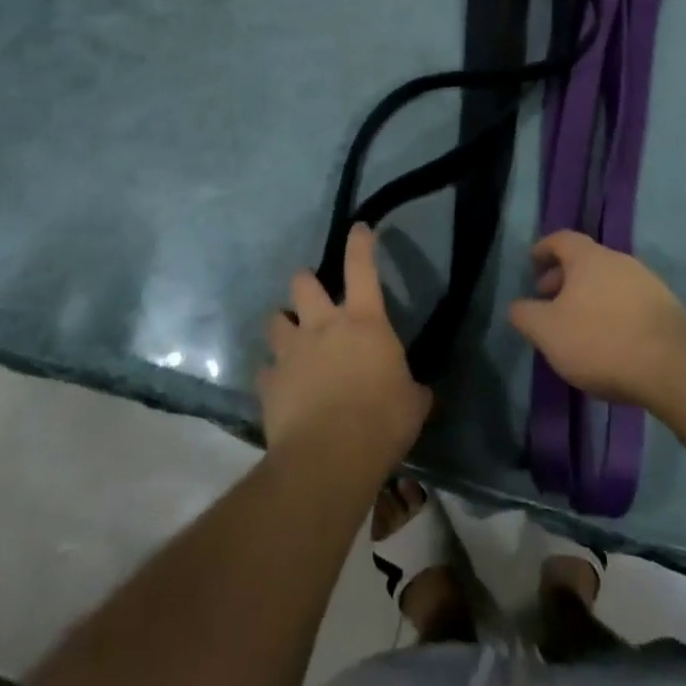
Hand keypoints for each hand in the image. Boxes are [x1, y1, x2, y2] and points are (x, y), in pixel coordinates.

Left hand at [259, 225, 431, 467]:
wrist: (329, 457)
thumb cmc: (381, 421)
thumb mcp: (413, 404)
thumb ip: (413, 390)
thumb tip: (420, 392)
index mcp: (364, 321)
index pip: (362, 268)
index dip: (360, 244)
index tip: (358, 228)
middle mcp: (323, 326)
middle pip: (303, 283)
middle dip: (305, 283)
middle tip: (311, 295)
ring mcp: (292, 351)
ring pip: (276, 320)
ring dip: (283, 324)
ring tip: (289, 337)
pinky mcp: (269, 382)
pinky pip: (266, 369)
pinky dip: (273, 374)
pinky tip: (281, 386)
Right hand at [509, 231, 685, 410]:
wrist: (674, 365)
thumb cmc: (601, 340)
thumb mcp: (548, 332)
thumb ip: (525, 315)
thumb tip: (516, 306)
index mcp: (588, 257)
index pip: (561, 239)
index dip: (544, 249)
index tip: (532, 263)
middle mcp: (619, 261)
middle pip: (586, 261)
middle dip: (564, 278)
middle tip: (549, 302)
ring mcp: (647, 283)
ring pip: (608, 282)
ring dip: (589, 297)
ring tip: (576, 326)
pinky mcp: (667, 309)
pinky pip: (629, 302)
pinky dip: (612, 313)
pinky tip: (608, 341)